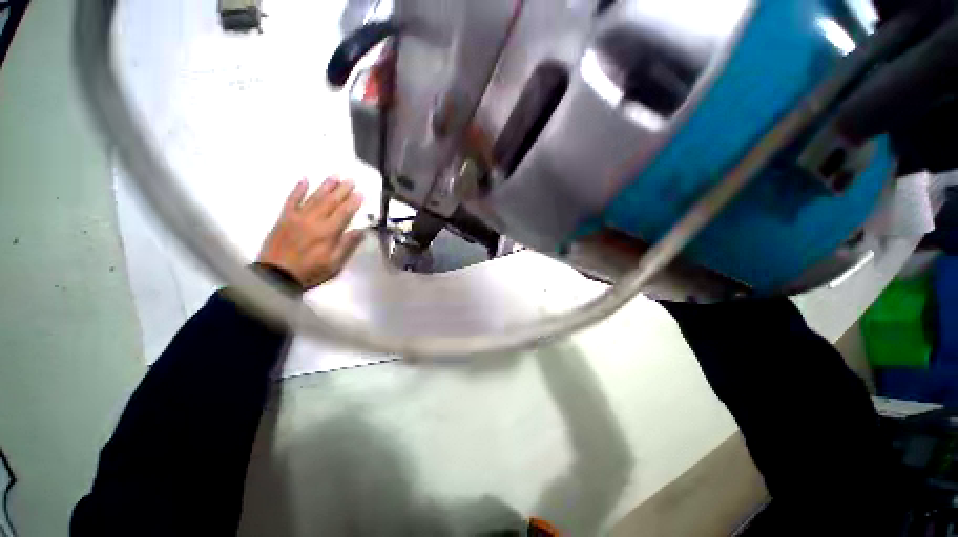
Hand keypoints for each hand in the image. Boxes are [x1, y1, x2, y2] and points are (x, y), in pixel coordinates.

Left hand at [257, 177, 364, 289]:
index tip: (360, 193)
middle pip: (330, 202)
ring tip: (335, 176)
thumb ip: (347, 245)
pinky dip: (297, 190)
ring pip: (314, 198)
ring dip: (325, 186)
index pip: (344, 213)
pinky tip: (304, 180)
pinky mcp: (284, 218)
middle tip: (350, 180)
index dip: (353, 203)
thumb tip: (361, 230)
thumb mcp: (334, 263)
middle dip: (342, 190)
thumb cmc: (310, 271)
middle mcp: (313, 220)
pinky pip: (291, 200)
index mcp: (328, 232)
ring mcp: (297, 217)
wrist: (276, 275)